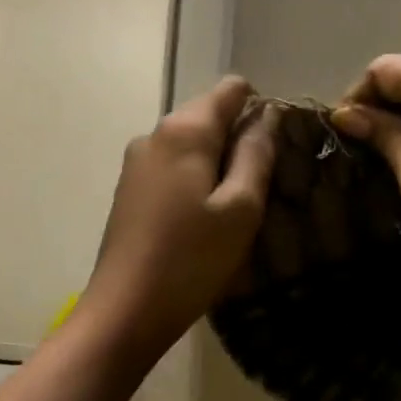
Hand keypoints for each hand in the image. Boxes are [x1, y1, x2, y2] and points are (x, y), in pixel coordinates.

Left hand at [77, 75, 276, 361]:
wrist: (125, 310)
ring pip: (191, 148)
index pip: (231, 89)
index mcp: (184, 130)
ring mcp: (136, 164)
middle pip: (209, 117)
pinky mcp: (129, 192)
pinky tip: (203, 224)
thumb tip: (266, 116)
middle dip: (239, 143)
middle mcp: (154, 135)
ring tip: (235, 213)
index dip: (261, 110)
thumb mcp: (240, 209)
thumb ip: (256, 155)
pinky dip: (195, 185)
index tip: (276, 151)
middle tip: (261, 192)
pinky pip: (173, 171)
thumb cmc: (191, 260)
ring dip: (217, 168)